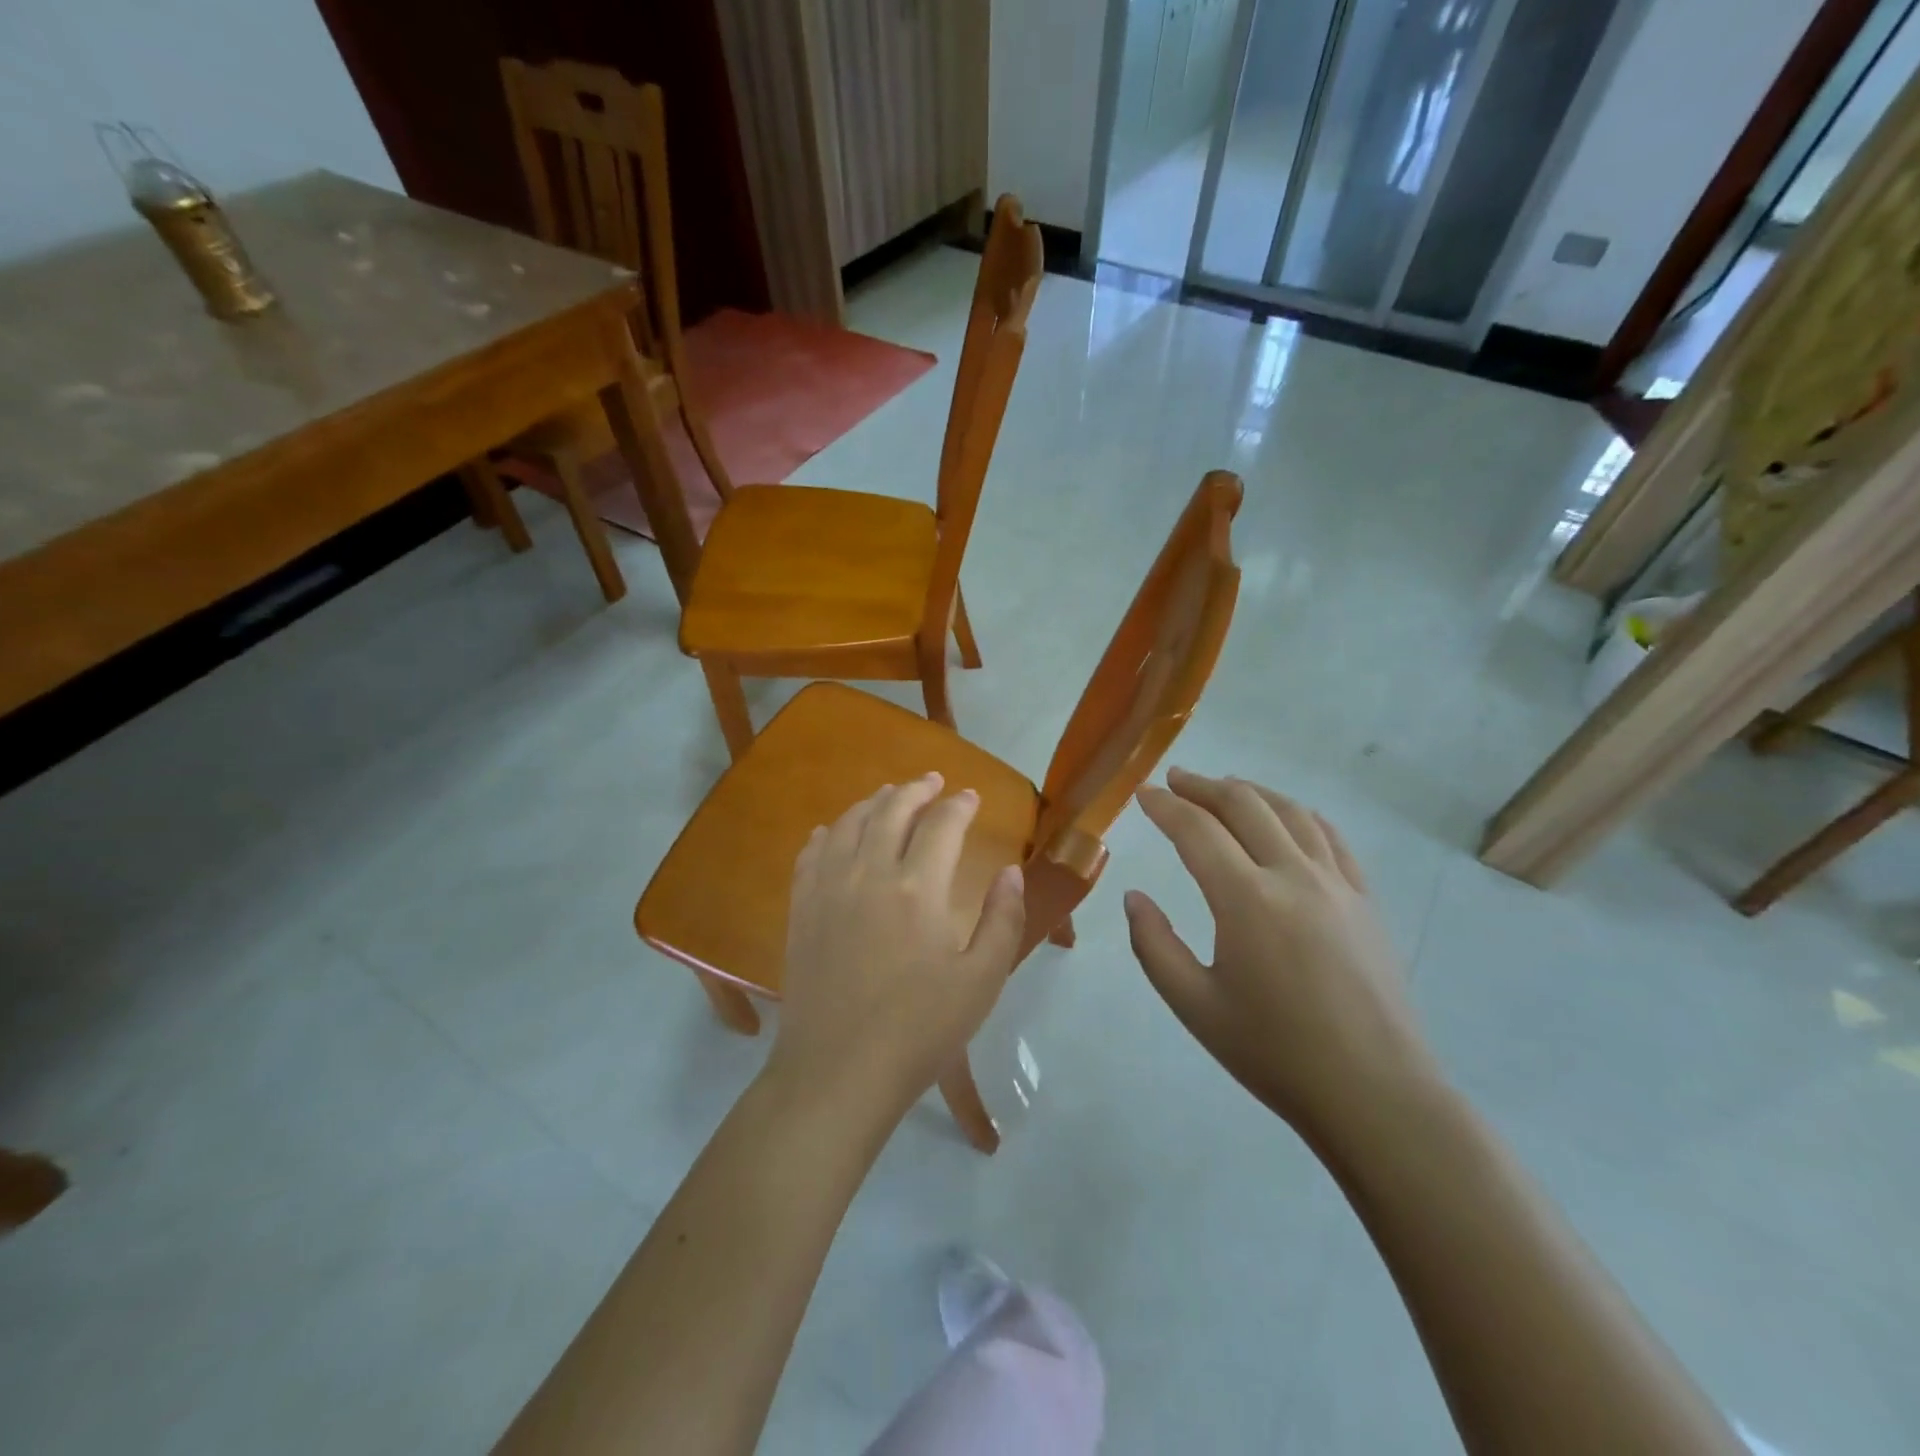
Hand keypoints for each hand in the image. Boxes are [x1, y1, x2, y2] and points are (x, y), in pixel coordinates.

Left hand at [770, 773, 1026, 1123]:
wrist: (837, 1072)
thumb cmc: (919, 1031)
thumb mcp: (981, 981)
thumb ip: (1002, 919)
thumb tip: (1011, 871)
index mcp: (917, 888)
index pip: (942, 824)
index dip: (959, 805)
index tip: (971, 797)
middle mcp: (869, 873)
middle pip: (892, 810)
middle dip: (916, 789)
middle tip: (933, 781)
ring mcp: (828, 888)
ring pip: (849, 823)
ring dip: (874, 802)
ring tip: (889, 795)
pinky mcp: (801, 909)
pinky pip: (812, 853)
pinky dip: (828, 832)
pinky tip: (834, 830)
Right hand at [1124, 768, 1438, 1140]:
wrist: (1376, 1094)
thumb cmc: (1275, 1053)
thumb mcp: (1194, 1006)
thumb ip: (1154, 945)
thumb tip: (1135, 897)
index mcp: (1246, 900)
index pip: (1196, 830)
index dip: (1164, 806)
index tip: (1142, 794)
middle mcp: (1293, 876)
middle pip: (1244, 806)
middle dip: (1202, 787)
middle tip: (1174, 780)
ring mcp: (1337, 884)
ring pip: (1290, 813)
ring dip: (1250, 792)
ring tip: (1224, 787)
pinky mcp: (1365, 900)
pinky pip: (1331, 838)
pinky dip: (1299, 815)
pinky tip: (1288, 817)